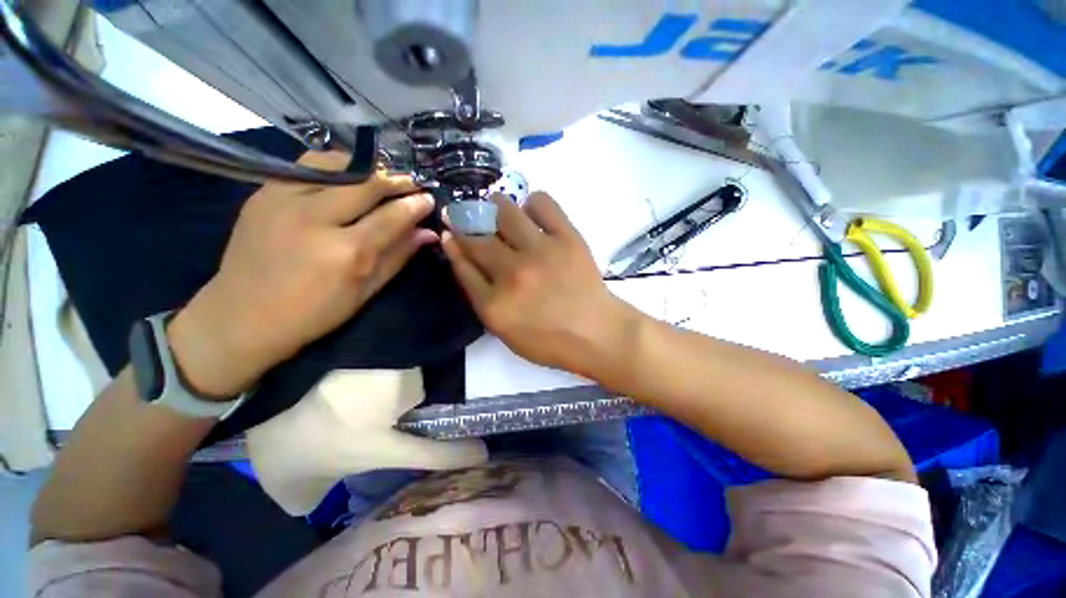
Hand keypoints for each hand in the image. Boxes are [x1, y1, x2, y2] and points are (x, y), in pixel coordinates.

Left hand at [168, 152, 436, 397]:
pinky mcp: (263, 194)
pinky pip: (305, 166)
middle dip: (395, 180)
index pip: (391, 216)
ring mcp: (283, 201)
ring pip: (334, 164)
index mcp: (346, 252)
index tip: (428, 197)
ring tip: (379, 176)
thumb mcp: (365, 291)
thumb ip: (398, 257)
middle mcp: (315, 219)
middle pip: (366, 183)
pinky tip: (345, 177)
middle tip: (410, 183)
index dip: (415, 204)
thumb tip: (428, 233)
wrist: (241, 317)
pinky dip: (333, 166)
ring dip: (364, 167)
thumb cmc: (313, 313)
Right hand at [441, 193, 639, 376]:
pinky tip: (531, 212)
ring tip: (495, 206)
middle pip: (477, 237)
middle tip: (466, 214)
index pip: (463, 263)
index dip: (453, 244)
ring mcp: (541, 252)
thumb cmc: (550, 340)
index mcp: (495, 304)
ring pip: (504, 211)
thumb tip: (464, 258)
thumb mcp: (506, 332)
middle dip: (465, 221)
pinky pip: (542, 203)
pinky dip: (532, 203)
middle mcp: (513, 273)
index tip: (450, 231)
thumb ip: (482, 298)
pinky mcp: (567, 238)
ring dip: (494, 205)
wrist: (596, 333)